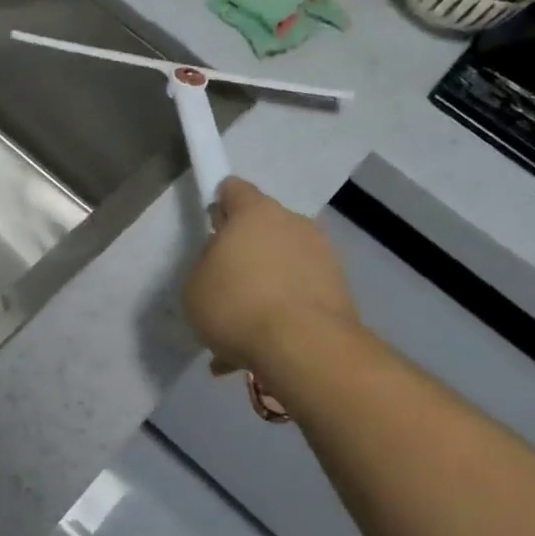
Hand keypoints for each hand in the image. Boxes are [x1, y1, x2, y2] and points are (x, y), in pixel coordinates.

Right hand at [183, 177, 359, 378]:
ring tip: (243, 327)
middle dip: (246, 251)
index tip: (212, 226)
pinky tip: (261, 345)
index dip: (220, 203)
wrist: (304, 347)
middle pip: (263, 228)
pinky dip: (282, 312)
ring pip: (284, 264)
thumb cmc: (236, 305)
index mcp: (254, 213)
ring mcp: (323, 255)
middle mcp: (294, 223)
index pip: (234, 189)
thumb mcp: (194, 286)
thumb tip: (224, 262)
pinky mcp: (340, 288)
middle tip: (226, 284)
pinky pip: (300, 293)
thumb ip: (207, 264)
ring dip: (265, 286)